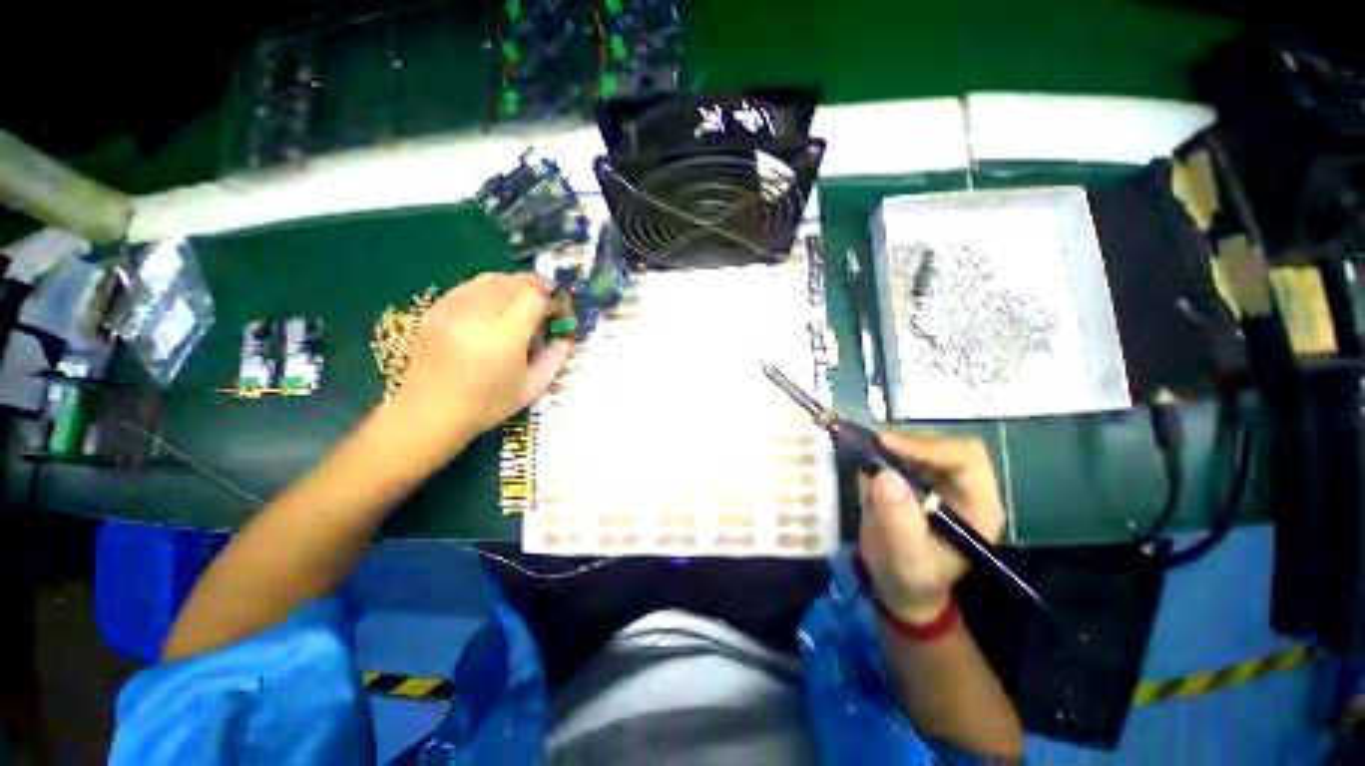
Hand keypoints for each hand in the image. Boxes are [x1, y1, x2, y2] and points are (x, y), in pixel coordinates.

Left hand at [390, 272, 570, 452]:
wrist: (429, 414)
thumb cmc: (487, 405)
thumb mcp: (532, 388)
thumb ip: (555, 358)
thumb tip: (566, 336)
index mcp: (502, 337)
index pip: (533, 296)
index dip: (550, 299)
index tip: (556, 311)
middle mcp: (474, 316)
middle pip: (512, 281)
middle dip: (534, 286)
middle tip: (544, 301)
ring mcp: (449, 310)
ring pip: (489, 278)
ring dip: (511, 284)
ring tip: (520, 300)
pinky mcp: (433, 311)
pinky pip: (467, 287)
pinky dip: (487, 290)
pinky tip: (492, 307)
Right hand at [858, 433, 1005, 623]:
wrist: (899, 586)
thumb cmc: (910, 578)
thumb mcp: (905, 557)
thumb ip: (899, 521)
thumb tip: (884, 475)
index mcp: (979, 506)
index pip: (966, 457)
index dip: (929, 446)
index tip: (887, 445)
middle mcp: (965, 487)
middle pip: (944, 443)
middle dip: (906, 441)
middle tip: (871, 447)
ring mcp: (940, 480)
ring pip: (921, 443)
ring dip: (891, 446)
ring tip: (866, 459)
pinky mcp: (918, 478)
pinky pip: (902, 452)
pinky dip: (881, 452)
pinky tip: (867, 468)